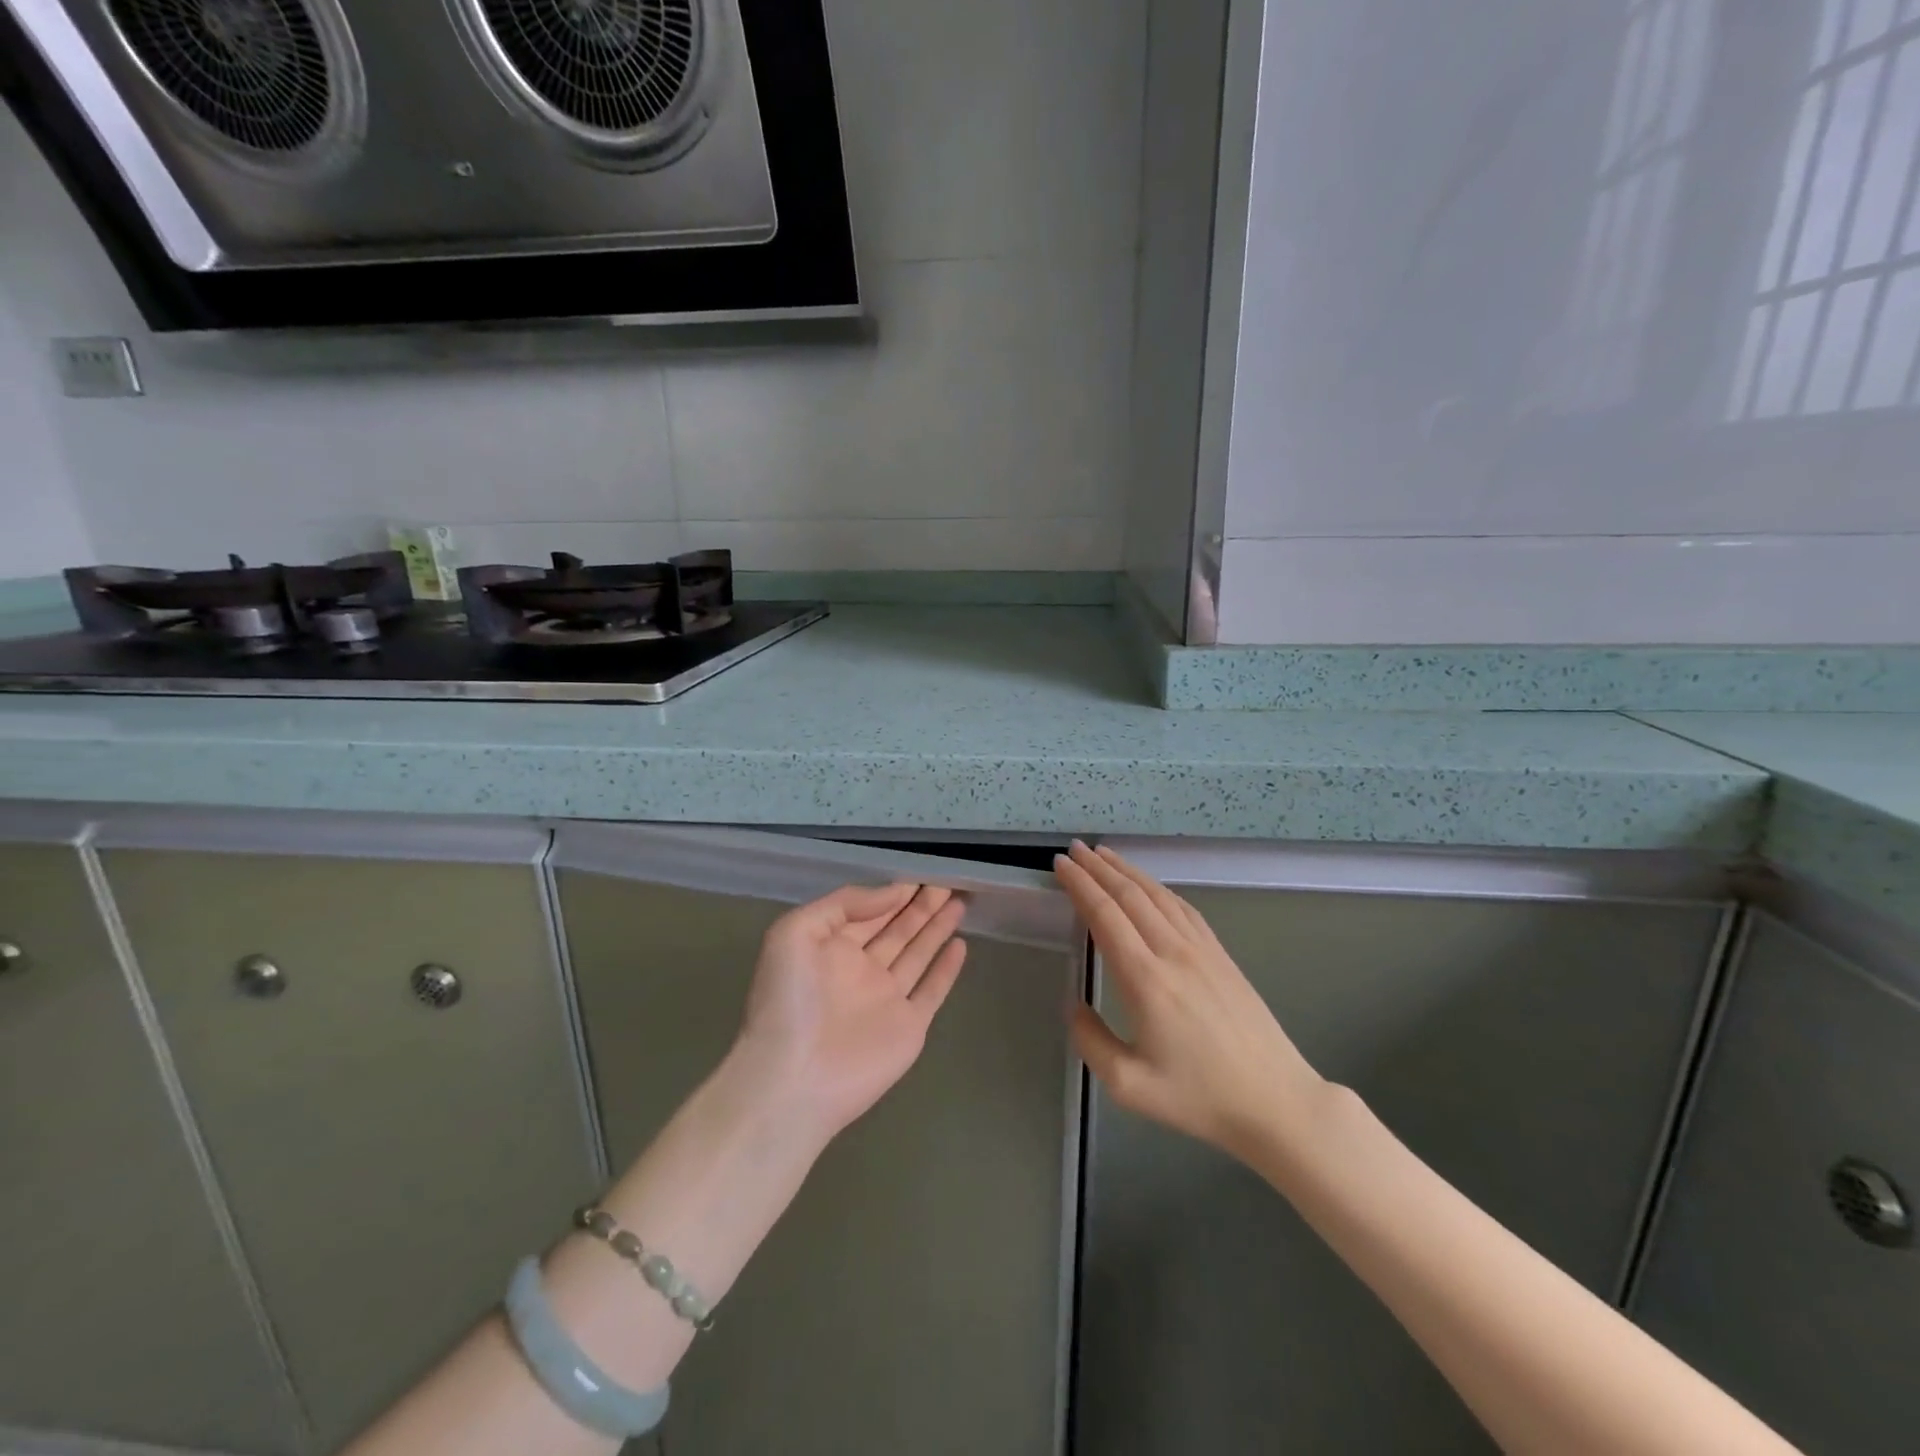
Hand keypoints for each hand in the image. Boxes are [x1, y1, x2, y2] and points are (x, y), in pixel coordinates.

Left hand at [735, 883, 968, 1139]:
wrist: (794, 1079)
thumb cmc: (788, 1000)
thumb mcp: (795, 932)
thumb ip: (845, 904)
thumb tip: (892, 891)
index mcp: (830, 948)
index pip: (868, 912)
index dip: (892, 892)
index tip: (920, 873)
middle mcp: (860, 970)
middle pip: (897, 928)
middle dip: (920, 905)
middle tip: (947, 880)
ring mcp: (886, 999)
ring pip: (918, 953)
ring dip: (937, 927)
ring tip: (959, 899)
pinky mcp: (909, 1026)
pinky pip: (932, 990)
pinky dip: (947, 969)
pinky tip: (961, 944)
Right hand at [1055, 842, 1325, 1158]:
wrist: (1276, 1101)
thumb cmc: (1199, 1097)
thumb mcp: (1130, 1085)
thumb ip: (1091, 1041)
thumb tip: (1074, 1005)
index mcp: (1145, 980)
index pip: (1105, 915)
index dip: (1080, 885)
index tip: (1060, 865)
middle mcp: (1172, 952)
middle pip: (1129, 895)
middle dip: (1098, 868)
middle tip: (1074, 849)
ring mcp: (1201, 950)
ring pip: (1158, 895)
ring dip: (1127, 871)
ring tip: (1103, 854)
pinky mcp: (1221, 955)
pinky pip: (1184, 908)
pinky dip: (1159, 888)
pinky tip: (1149, 886)